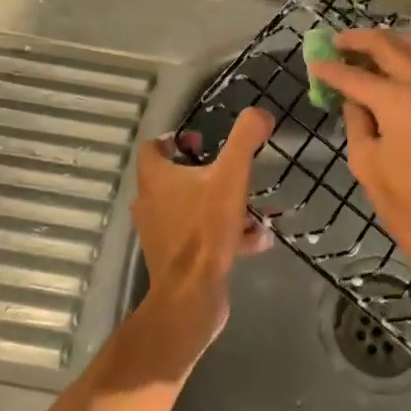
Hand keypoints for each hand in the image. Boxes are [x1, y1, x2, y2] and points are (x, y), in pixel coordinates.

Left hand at [131, 107, 273, 355]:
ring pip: (192, 208)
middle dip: (207, 172)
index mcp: (155, 178)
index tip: (204, 141)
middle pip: (174, 177)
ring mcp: (161, 233)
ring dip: (222, 204)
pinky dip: (225, 234)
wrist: (192, 297)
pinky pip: (201, 236)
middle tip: (231, 172)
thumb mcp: (231, 175)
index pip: (153, 147)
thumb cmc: (205, 229)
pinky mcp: (175, 259)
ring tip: (253, 209)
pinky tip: (255, 240)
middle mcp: (150, 203)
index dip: (176, 139)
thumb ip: (245, 138)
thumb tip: (260, 113)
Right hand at [309, 31, 410, 312]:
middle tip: (335, 42)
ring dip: (387, 42)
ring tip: (362, 48)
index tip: (314, 63)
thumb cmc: (407, 206)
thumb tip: (352, 98)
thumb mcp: (367, 163)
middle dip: (358, 41)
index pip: (356, 75)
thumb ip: (356, 121)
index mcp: (399, 101)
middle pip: (388, 45)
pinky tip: (391, 65)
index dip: (331, 69)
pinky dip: (409, 55)